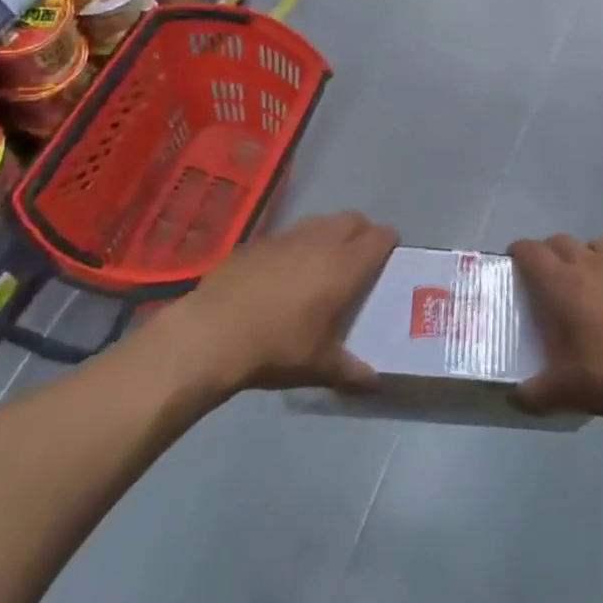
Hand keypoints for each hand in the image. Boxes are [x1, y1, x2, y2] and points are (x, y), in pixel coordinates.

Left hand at [170, 211, 396, 396]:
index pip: (379, 238)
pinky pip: (288, 234)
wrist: (212, 333)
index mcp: (344, 265)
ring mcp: (286, 237)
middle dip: (362, 232)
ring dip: (329, 234)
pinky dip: (296, 245)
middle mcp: (320, 241)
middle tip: (360, 257)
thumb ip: (351, 372)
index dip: (389, 242)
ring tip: (322, 262)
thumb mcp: (319, 367)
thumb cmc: (277, 347)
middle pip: (352, 219)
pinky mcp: (257, 242)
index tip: (390, 256)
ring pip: (320, 222)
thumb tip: (374, 383)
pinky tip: (283, 272)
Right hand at [511, 235, 602, 424]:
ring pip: (599, 246)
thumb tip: (516, 397)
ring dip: (588, 258)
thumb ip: (534, 393)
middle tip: (549, 280)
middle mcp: (594, 264)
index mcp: (564, 284)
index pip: (530, 250)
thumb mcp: (567, 392)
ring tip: (591, 287)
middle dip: (550, 254)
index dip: (518, 253)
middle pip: (562, 241)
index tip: (514, 265)